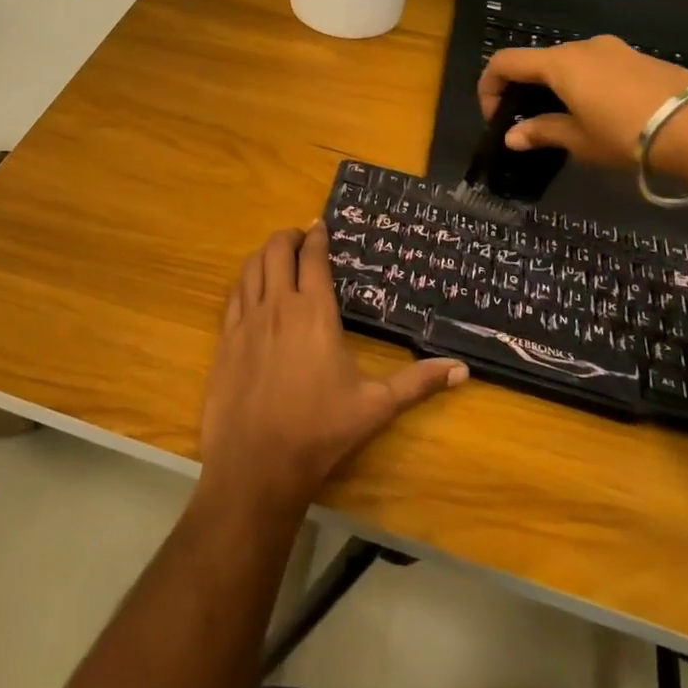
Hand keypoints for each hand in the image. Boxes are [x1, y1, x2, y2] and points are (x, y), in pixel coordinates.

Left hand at [199, 224, 466, 518]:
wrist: (257, 461)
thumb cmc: (320, 429)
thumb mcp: (376, 405)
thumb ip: (418, 382)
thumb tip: (463, 369)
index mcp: (314, 311)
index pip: (313, 257)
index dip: (316, 236)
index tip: (320, 225)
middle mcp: (278, 304)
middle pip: (276, 250)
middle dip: (288, 236)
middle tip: (300, 237)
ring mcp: (246, 319)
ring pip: (251, 267)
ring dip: (264, 254)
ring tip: (277, 255)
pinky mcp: (225, 338)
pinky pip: (234, 294)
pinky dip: (245, 280)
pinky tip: (251, 288)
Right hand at [477, 34, 687, 173]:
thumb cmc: (628, 133)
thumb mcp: (579, 139)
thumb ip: (542, 132)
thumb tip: (512, 136)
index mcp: (559, 63)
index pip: (505, 62)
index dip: (489, 87)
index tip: (495, 118)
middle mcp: (583, 47)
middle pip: (537, 60)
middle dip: (523, 89)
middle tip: (527, 123)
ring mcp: (615, 49)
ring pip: (569, 63)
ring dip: (555, 88)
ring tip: (565, 121)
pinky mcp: (640, 58)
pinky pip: (597, 67)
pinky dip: (583, 85)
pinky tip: (600, 114)